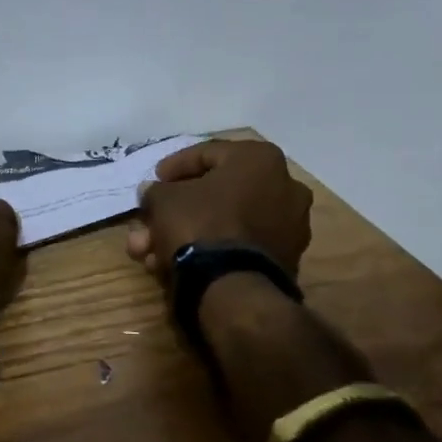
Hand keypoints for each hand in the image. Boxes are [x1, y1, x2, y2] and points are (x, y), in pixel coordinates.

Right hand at [125, 140, 312, 279]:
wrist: (233, 287)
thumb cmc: (200, 224)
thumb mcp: (164, 199)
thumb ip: (157, 190)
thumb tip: (154, 193)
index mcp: (261, 159)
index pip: (207, 153)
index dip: (174, 166)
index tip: (154, 180)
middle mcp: (285, 186)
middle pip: (217, 193)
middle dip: (177, 209)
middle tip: (151, 220)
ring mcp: (290, 226)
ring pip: (225, 222)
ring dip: (187, 232)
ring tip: (151, 250)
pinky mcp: (286, 259)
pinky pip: (239, 244)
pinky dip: (210, 249)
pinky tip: (174, 263)